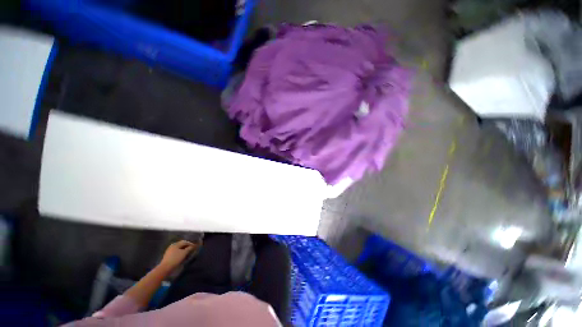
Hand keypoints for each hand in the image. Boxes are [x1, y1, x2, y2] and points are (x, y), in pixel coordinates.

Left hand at [158, 240, 199, 271]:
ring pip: (178, 248)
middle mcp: (172, 246)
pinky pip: (176, 252)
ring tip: (187, 253)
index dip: (190, 243)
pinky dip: (180, 252)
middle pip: (181, 244)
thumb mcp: (184, 253)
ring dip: (183, 249)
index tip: (195, 246)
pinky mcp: (168, 255)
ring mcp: (169, 250)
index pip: (185, 242)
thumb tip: (193, 245)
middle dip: (187, 246)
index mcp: (176, 244)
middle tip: (191, 249)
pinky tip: (182, 256)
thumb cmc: (175, 259)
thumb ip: (189, 248)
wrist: (165, 268)